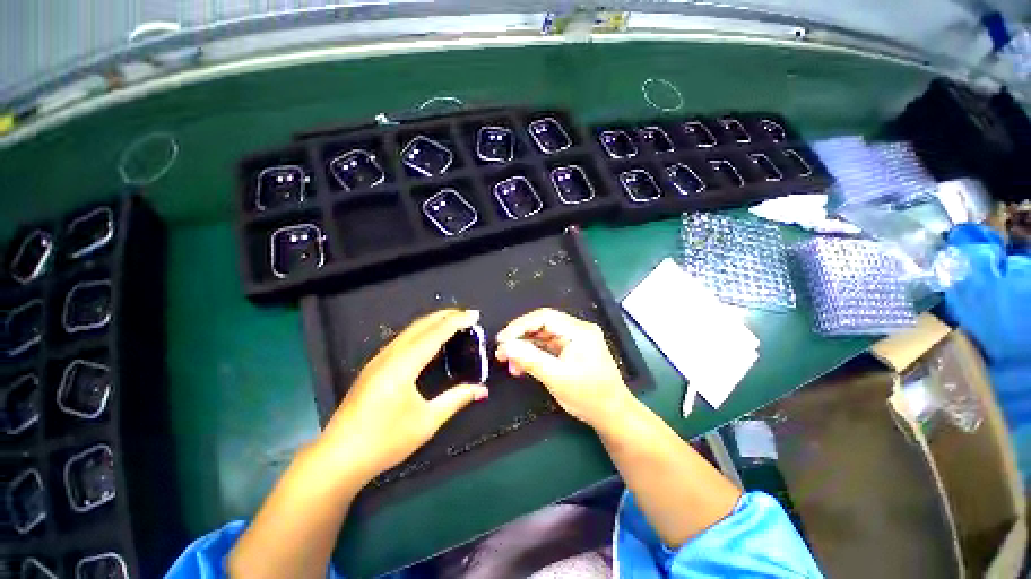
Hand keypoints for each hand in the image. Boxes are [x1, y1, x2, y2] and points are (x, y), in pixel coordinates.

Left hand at [318, 309, 488, 484]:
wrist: (338, 458)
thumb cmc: (385, 440)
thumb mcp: (427, 421)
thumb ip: (456, 399)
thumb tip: (481, 390)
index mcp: (404, 364)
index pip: (435, 334)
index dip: (456, 322)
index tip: (475, 314)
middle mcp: (390, 355)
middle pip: (420, 325)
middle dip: (445, 315)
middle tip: (466, 314)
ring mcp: (378, 360)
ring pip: (409, 330)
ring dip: (432, 322)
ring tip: (451, 321)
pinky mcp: (373, 368)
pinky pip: (402, 339)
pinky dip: (420, 332)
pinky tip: (427, 338)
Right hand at [495, 308, 634, 427]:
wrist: (613, 415)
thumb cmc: (589, 397)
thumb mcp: (557, 378)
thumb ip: (530, 360)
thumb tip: (506, 346)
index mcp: (579, 331)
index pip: (545, 317)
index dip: (520, 325)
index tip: (502, 339)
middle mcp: (577, 330)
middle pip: (542, 325)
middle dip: (520, 338)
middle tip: (500, 352)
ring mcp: (574, 340)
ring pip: (542, 337)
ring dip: (524, 347)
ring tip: (507, 361)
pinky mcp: (571, 350)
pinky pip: (547, 347)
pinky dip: (533, 355)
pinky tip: (520, 365)